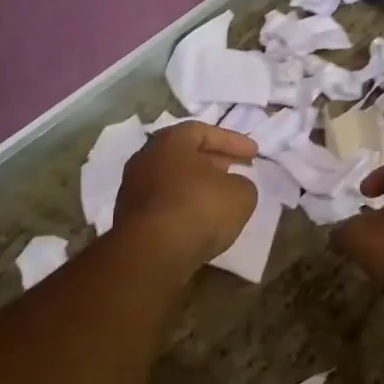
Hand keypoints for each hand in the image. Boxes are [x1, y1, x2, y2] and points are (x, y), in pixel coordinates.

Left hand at [114, 121, 259, 270]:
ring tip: (219, 196)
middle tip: (236, 169)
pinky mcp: (129, 217)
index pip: (203, 131)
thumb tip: (233, 186)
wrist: (152, 252)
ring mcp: (133, 188)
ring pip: (172, 178)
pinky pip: (163, 203)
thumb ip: (242, 184)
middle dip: (213, 160)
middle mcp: (146, 158)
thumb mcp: (240, 194)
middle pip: (184, 153)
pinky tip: (199, 219)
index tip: (254, 153)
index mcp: (170, 141)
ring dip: (196, 184)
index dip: (232, 141)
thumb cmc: (198, 209)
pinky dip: (183, 205)